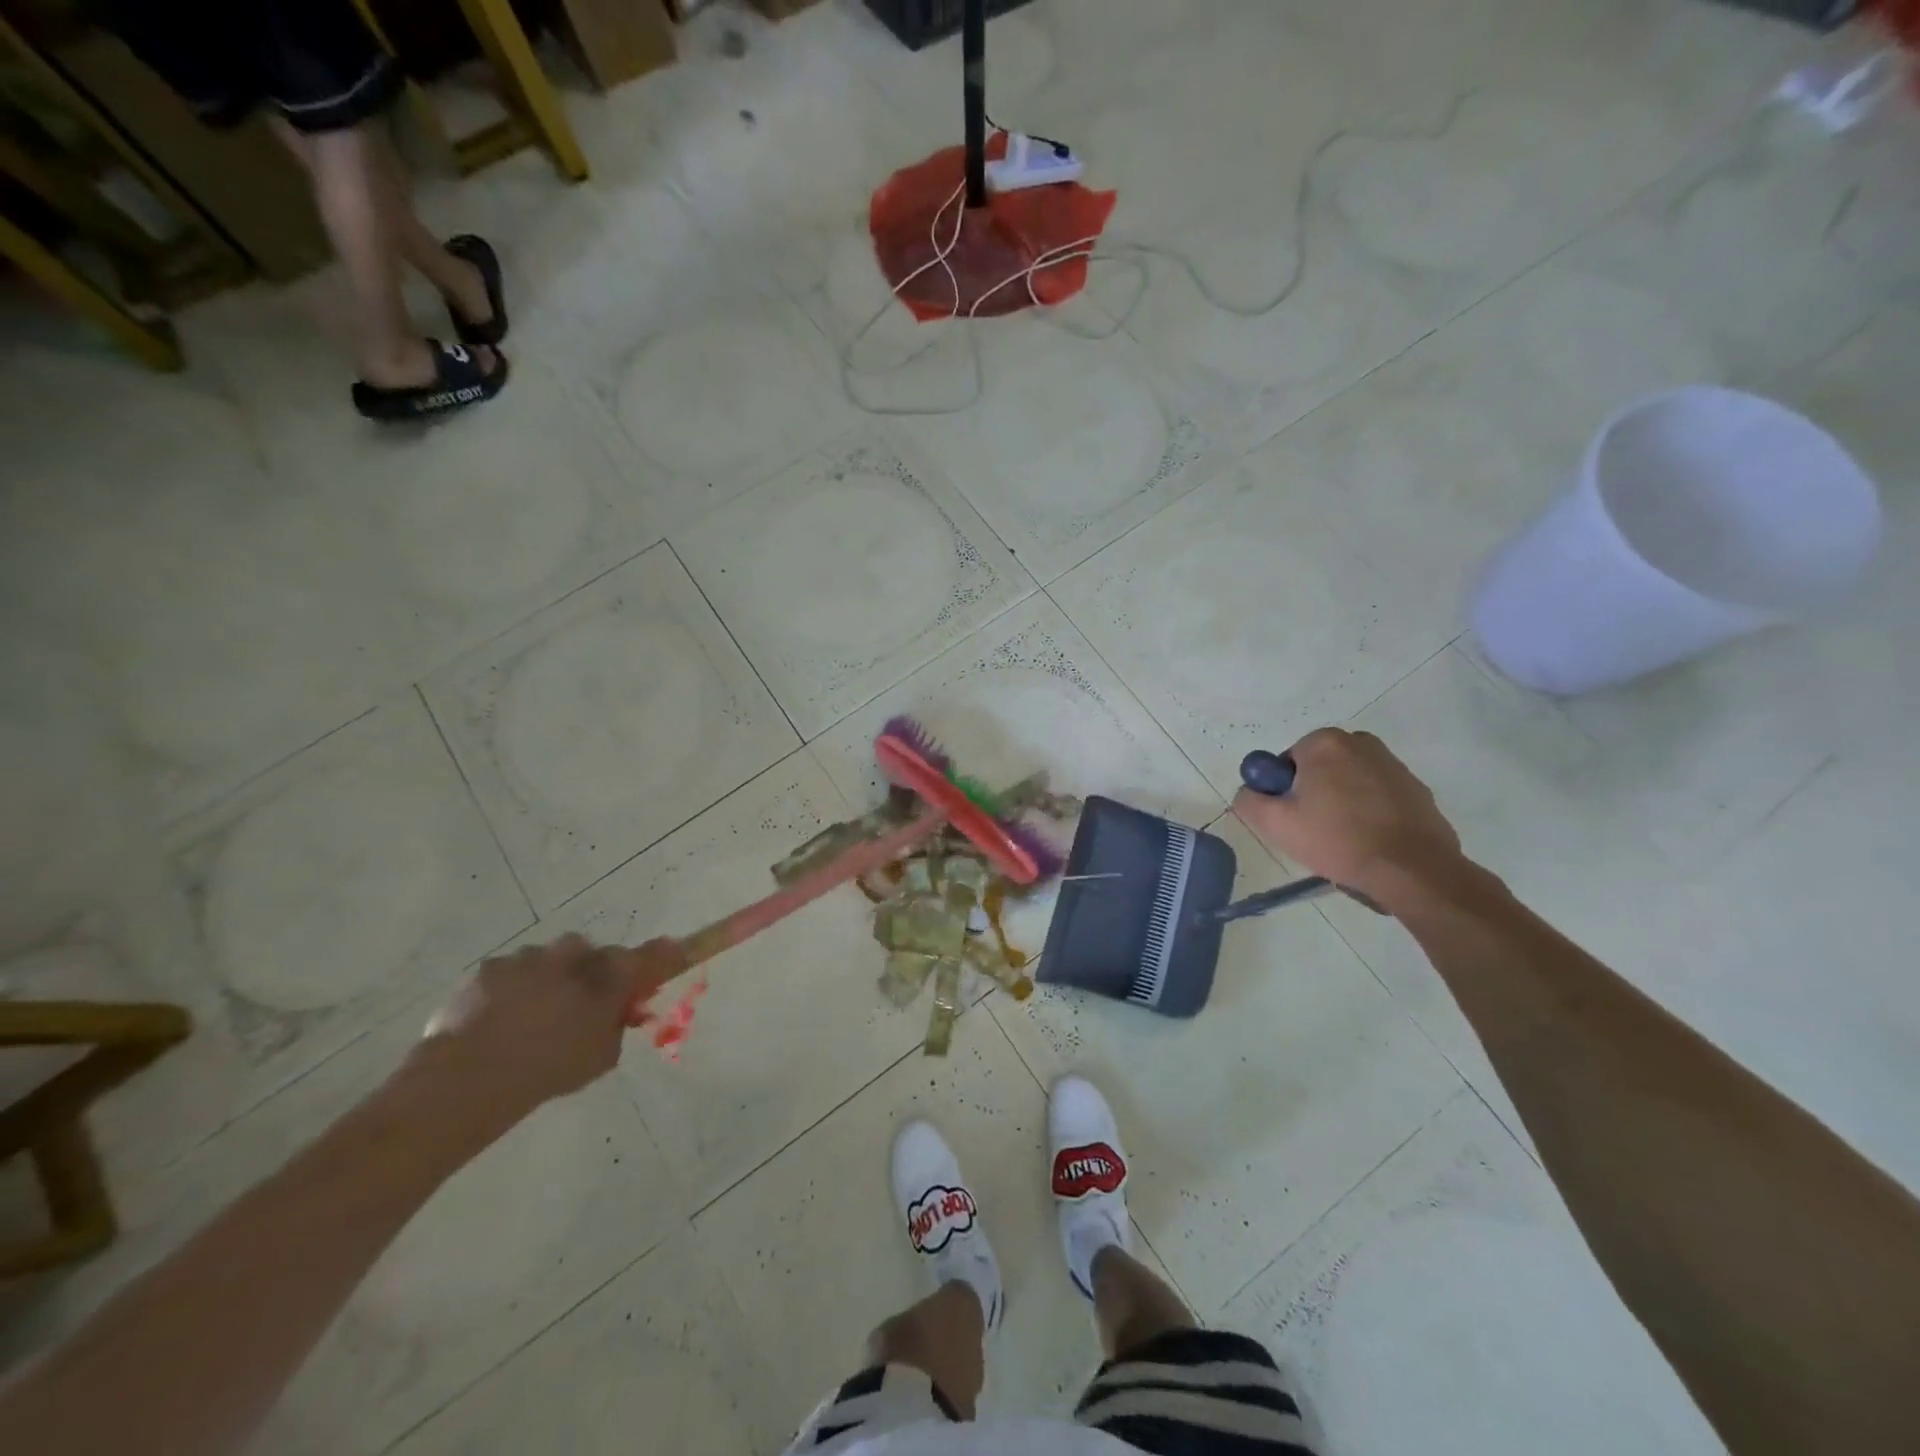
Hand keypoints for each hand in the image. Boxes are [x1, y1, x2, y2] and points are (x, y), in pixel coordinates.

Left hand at [416, 934, 686, 1118]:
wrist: (469, 1078)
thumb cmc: (549, 1069)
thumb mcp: (601, 1057)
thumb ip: (615, 1026)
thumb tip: (616, 1013)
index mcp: (608, 975)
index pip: (652, 955)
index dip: (666, 954)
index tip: (676, 951)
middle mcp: (574, 954)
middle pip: (592, 955)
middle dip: (589, 973)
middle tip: (580, 1007)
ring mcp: (530, 957)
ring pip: (548, 961)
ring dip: (548, 981)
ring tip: (529, 1022)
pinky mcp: (490, 968)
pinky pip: (511, 973)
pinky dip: (511, 991)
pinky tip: (498, 1023)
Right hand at [1231, 729, 1465, 909]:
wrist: (1412, 869)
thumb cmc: (1337, 839)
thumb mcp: (1275, 824)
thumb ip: (1248, 800)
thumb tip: (1249, 791)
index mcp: (1325, 743)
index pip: (1287, 762)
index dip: (1284, 791)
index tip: (1292, 819)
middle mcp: (1361, 742)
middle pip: (1319, 769)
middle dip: (1313, 794)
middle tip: (1313, 830)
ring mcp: (1393, 765)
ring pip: (1349, 782)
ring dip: (1342, 802)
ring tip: (1344, 839)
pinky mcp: (1416, 789)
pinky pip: (1378, 796)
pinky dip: (1370, 812)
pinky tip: (1370, 840)